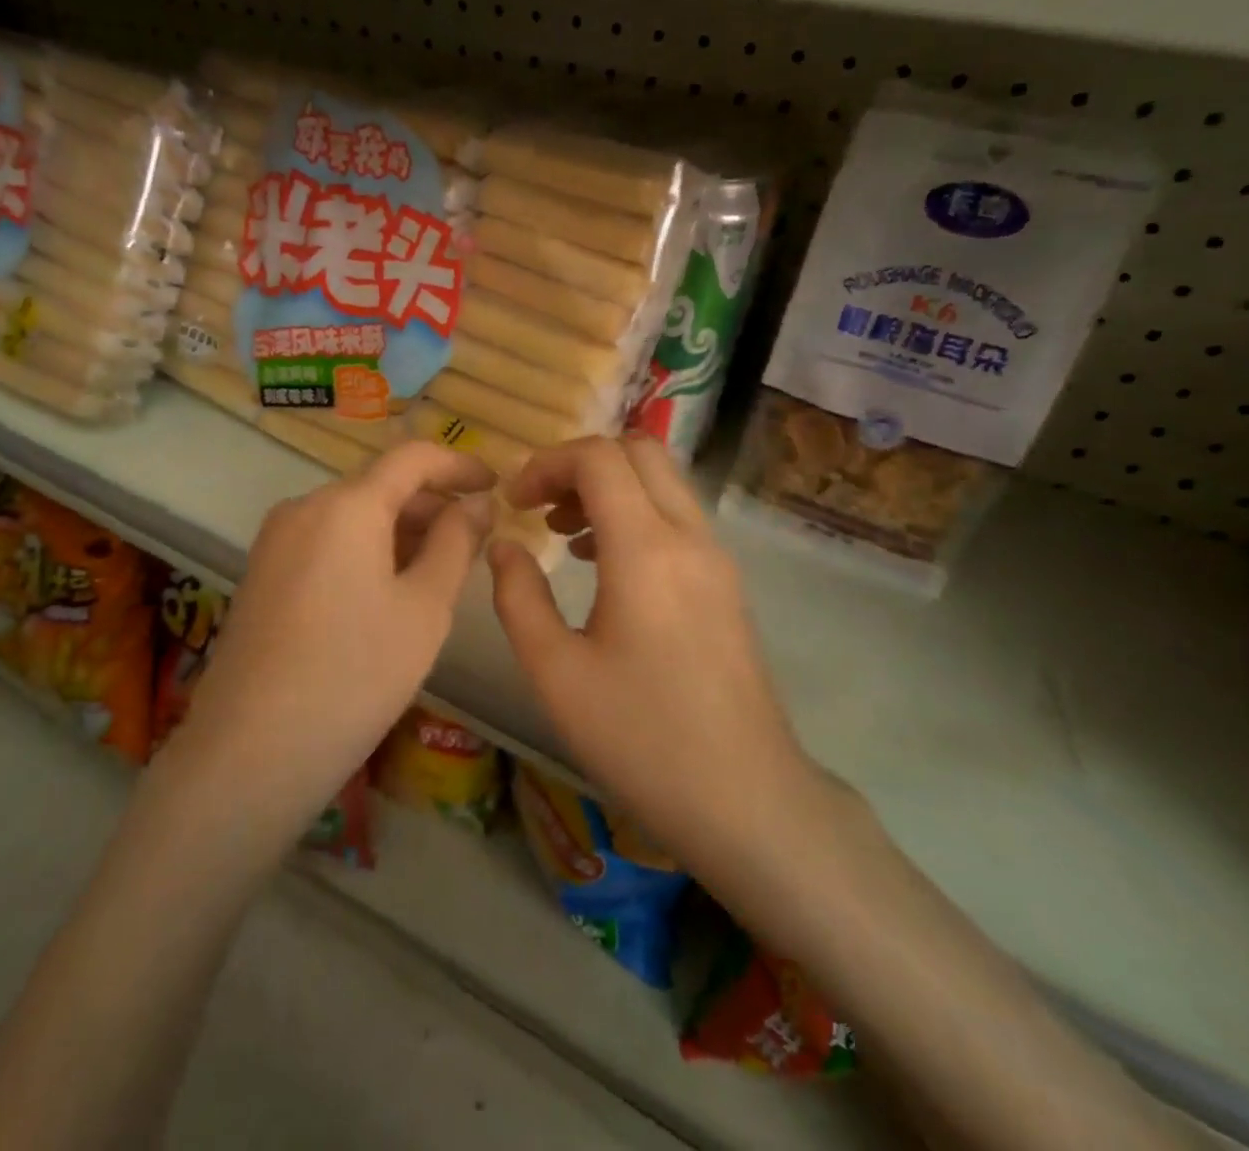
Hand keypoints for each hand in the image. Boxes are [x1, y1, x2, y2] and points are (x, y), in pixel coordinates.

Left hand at [177, 441, 494, 830]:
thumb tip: (476, 502)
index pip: (413, 457)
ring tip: (439, 571)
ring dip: (401, 530)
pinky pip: (327, 541)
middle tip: (475, 542)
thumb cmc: (355, 674)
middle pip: (380, 486)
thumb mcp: (425, 608)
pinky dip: (367, 550)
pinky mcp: (263, 572)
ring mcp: (277, 539)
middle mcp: (306, 506)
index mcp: (348, 505)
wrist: (250, 751)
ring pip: (353, 515)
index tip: (496, 486)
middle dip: (432, 505)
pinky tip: (388, 592)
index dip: (459, 465)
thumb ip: (456, 543)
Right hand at [487, 436, 816, 879]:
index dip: (547, 464)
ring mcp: (715, 558)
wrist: (745, 798)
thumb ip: (518, 597)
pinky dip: (635, 513)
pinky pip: (677, 516)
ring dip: (610, 487)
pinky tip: (603, 565)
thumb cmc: (641, 738)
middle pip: (639, 450)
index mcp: (645, 549)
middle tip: (540, 505)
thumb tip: (502, 546)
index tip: (514, 503)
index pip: (598, 457)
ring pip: (662, 481)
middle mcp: (688, 536)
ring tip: (563, 533)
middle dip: (580, 464)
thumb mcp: (555, 672)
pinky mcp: (725, 583)